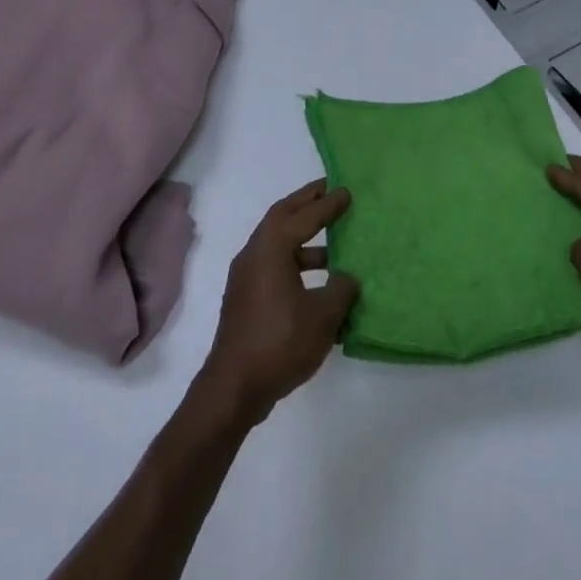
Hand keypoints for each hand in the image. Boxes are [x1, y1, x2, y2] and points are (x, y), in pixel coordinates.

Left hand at [197, 180, 359, 427]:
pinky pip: (275, 267)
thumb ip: (341, 288)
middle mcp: (253, 255)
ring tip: (335, 243)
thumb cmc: (281, 342)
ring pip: (278, 245)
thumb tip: (345, 278)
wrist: (234, 388)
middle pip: (281, 218)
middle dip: (306, 204)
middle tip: (330, 192)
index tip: (346, 191)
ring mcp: (246, 279)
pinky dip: (296, 263)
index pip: (303, 216)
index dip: (327, 204)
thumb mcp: (323, 314)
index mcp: (270, 249)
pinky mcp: (246, 300)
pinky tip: (321, 283)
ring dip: (304, 239)